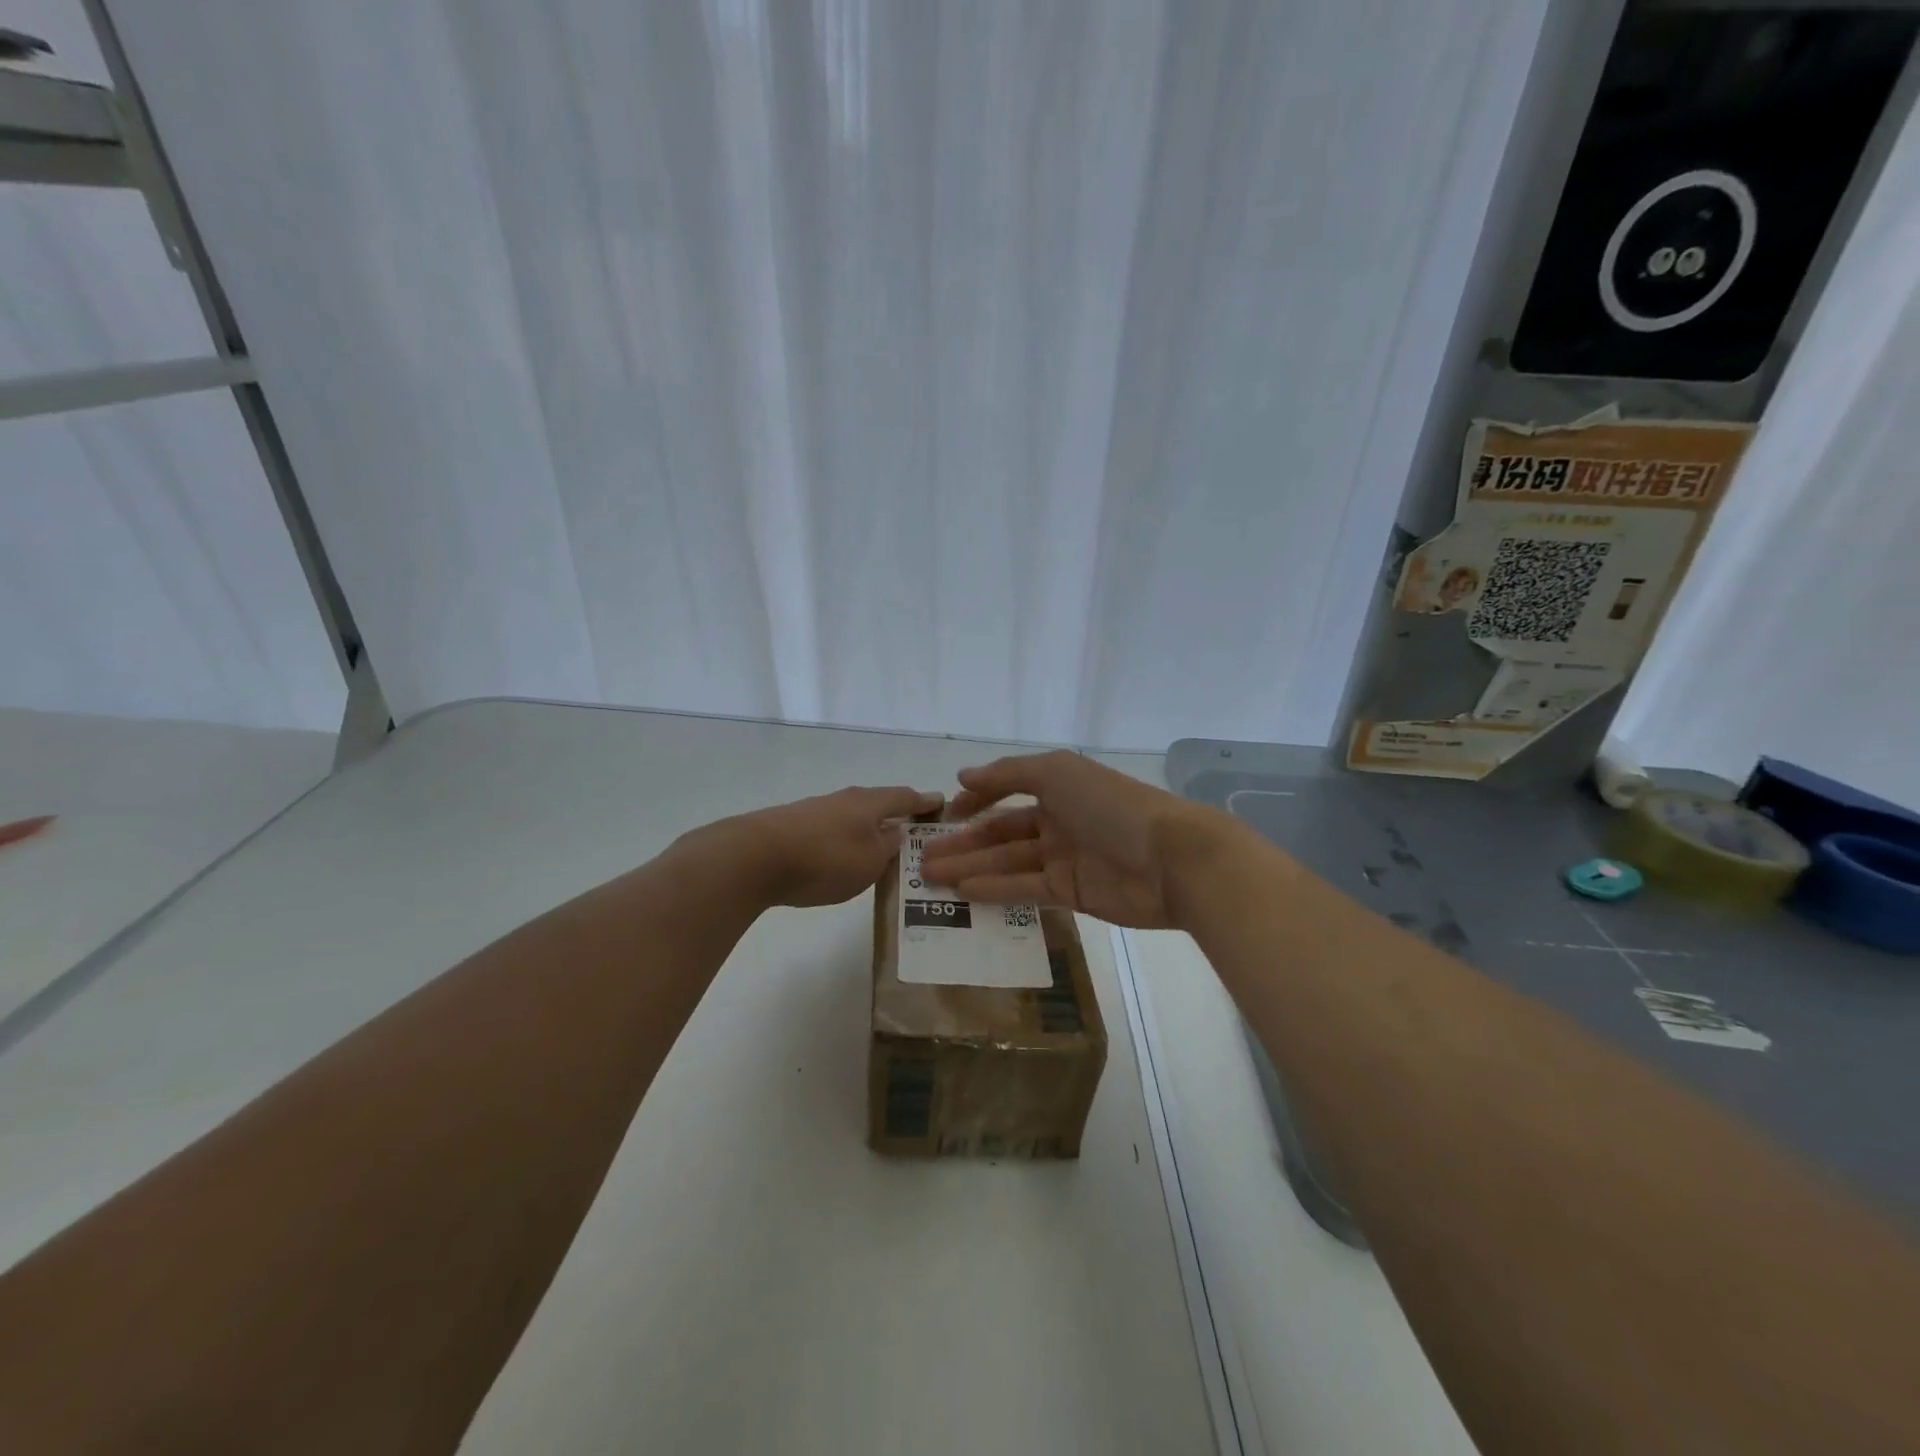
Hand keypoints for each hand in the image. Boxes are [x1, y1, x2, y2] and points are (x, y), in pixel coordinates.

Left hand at [729, 785, 943, 908]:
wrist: (754, 857)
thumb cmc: (825, 859)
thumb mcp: (870, 861)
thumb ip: (888, 847)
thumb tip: (897, 833)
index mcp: (870, 803)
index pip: (906, 797)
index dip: (926, 802)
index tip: (942, 804)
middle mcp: (845, 799)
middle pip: (879, 804)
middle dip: (898, 816)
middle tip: (915, 833)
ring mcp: (817, 810)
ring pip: (854, 818)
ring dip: (870, 830)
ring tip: (881, 850)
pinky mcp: (794, 827)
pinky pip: (833, 831)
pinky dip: (846, 840)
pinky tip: (844, 857)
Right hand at [918, 751, 1228, 928]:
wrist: (1171, 860)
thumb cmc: (1112, 806)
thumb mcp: (1057, 773)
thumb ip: (1007, 774)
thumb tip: (962, 775)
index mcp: (1059, 787)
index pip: (1008, 791)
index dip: (976, 801)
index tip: (944, 815)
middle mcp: (1059, 820)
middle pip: (1003, 832)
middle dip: (964, 843)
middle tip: (923, 859)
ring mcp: (1065, 858)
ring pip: (1008, 863)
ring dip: (971, 868)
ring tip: (932, 878)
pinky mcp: (1072, 893)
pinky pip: (1025, 890)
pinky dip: (995, 889)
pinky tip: (964, 892)